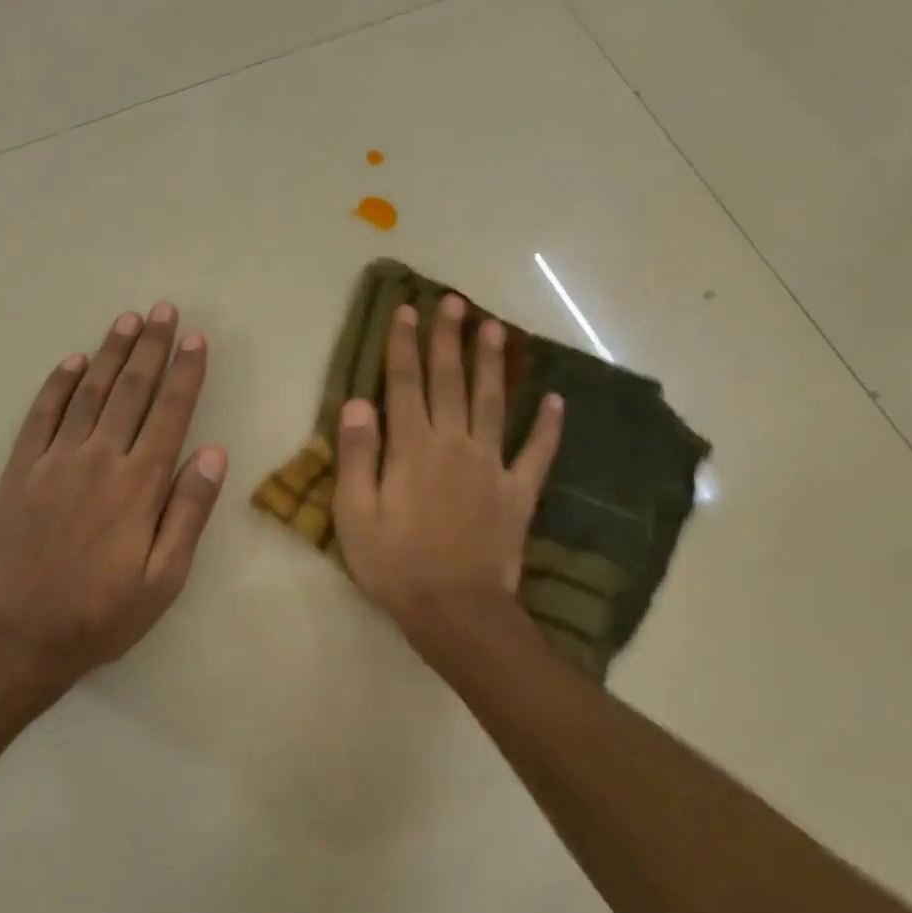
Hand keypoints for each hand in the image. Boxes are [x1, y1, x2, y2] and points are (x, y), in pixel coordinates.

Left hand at [0, 303, 227, 694]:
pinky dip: (58, 385)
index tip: (195, 339)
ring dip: (110, 354)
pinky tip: (72, 362)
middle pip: (131, 391)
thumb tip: (214, 454)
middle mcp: (99, 460)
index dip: (184, 374)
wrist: (19, 635)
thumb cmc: (102, 613)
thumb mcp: (164, 579)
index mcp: (139, 485)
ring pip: (89, 393)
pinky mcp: (20, 470)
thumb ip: (188, 513)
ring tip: (127, 320)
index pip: (169, 414)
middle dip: (150, 348)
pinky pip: (41, 416)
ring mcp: (55, 461)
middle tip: (163, 310)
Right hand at [333, 295, 561, 656]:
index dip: (405, 346)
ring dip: (493, 364)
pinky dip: (548, 426)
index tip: (407, 311)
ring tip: (496, 328)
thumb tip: (360, 402)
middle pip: (451, 381)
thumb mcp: (355, 514)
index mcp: (412, 448)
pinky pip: (537, 452)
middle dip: (450, 339)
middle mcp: (454, 444)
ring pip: (493, 402)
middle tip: (454, 302)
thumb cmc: (396, 564)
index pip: (405, 384)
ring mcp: (492, 466)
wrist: (456, 611)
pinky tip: (556, 400)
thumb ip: (358, 455)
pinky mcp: (519, 492)